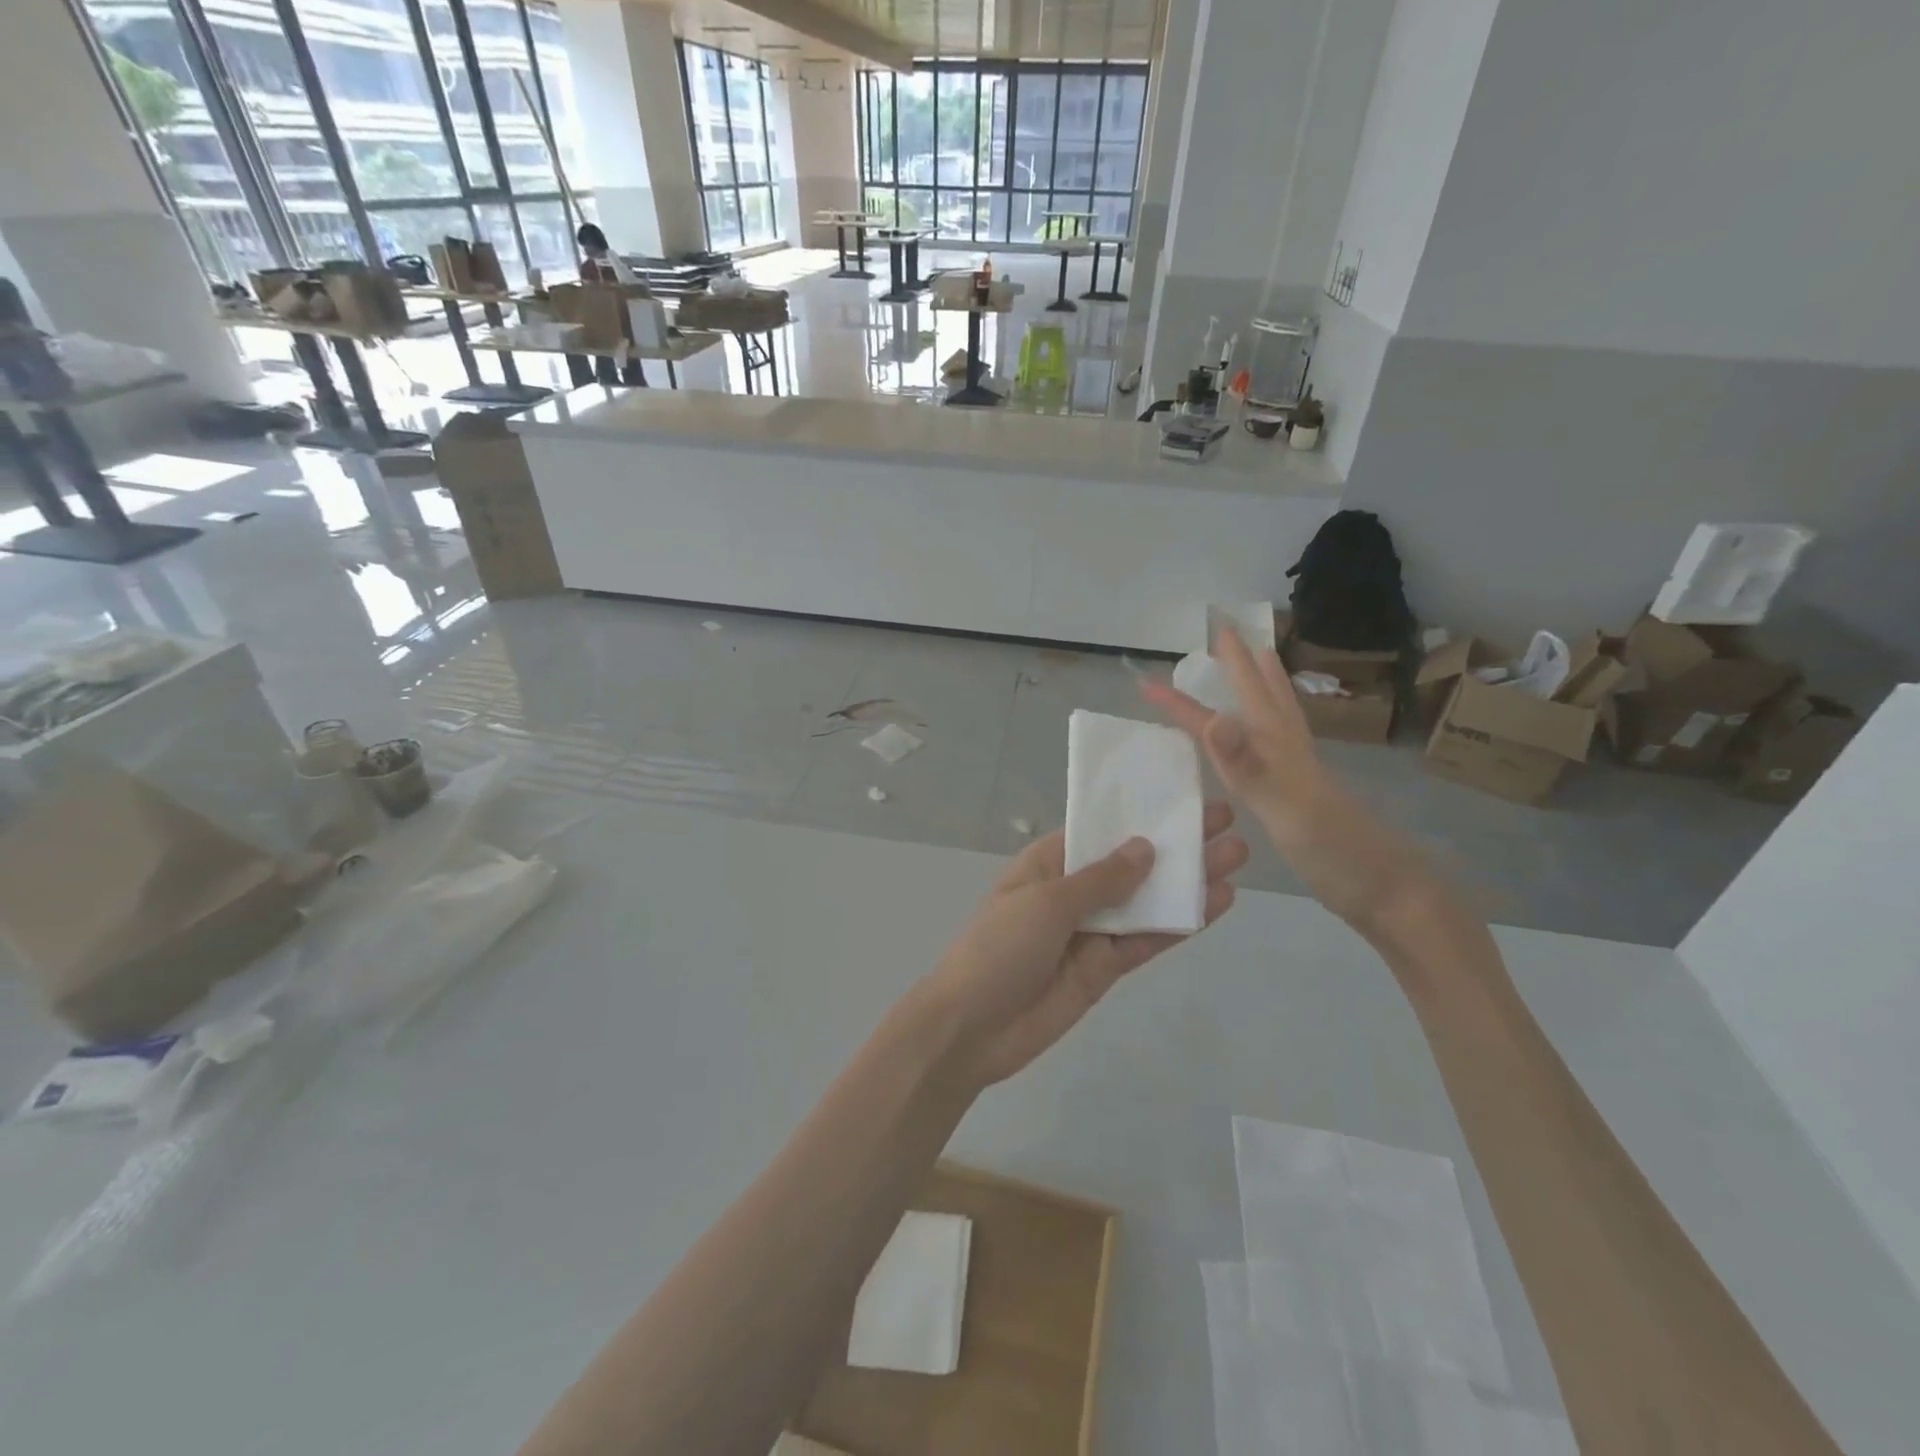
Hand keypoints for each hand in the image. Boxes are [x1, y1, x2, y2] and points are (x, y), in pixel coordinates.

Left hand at [923, 804, 1245, 1087]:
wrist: (971, 1029)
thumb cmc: (999, 948)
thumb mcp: (1047, 902)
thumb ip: (1101, 879)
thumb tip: (1145, 847)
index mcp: (1048, 865)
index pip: (1100, 831)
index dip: (1139, 815)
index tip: (1182, 798)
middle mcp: (1072, 893)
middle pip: (1131, 864)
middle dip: (1174, 845)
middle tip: (1227, 822)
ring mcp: (1090, 932)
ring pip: (1146, 902)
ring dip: (1186, 882)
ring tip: (1236, 856)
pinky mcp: (1104, 969)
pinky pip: (1145, 941)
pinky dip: (1178, 924)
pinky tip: (1216, 904)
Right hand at [1143, 629, 1420, 929]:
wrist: (1390, 891)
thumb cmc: (1334, 851)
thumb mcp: (1285, 806)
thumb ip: (1249, 763)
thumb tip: (1214, 717)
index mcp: (1276, 749)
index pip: (1216, 717)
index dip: (1180, 701)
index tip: (1145, 682)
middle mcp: (1288, 751)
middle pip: (1262, 695)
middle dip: (1240, 663)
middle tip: (1225, 632)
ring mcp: (1300, 771)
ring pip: (1279, 714)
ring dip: (1265, 683)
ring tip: (1260, 658)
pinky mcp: (1305, 792)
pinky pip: (1280, 743)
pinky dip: (1271, 723)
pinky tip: (1270, 737)